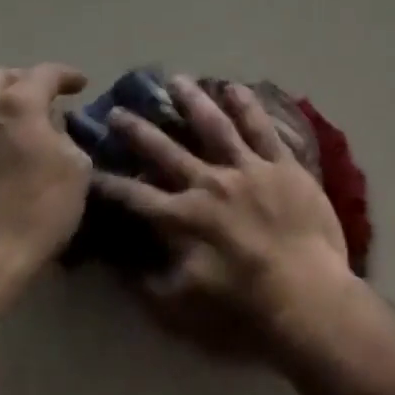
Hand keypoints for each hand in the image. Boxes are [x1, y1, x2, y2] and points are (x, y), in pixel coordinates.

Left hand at [0, 63, 91, 283]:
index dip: (66, 75)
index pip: (45, 73)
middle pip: (0, 78)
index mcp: (17, 105)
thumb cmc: (33, 212)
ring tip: (11, 123)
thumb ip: (68, 140)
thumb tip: (55, 132)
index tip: (81, 84)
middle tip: (44, 98)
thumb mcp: (76, 171)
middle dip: (25, 82)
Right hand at [95, 75, 356, 361]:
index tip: (87, 167)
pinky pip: (261, 128)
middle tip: (118, 110)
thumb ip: (147, 285)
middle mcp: (209, 184)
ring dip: (192, 101)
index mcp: (182, 220)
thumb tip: (119, 261)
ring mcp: (248, 169)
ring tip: (176, 80)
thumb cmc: (243, 314)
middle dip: (138, 131)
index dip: (108, 183)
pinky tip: (234, 87)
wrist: (307, 298)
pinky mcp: (282, 165)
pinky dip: (247, 105)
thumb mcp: (180, 314)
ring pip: (214, 126)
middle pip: (167, 151)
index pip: (134, 197)